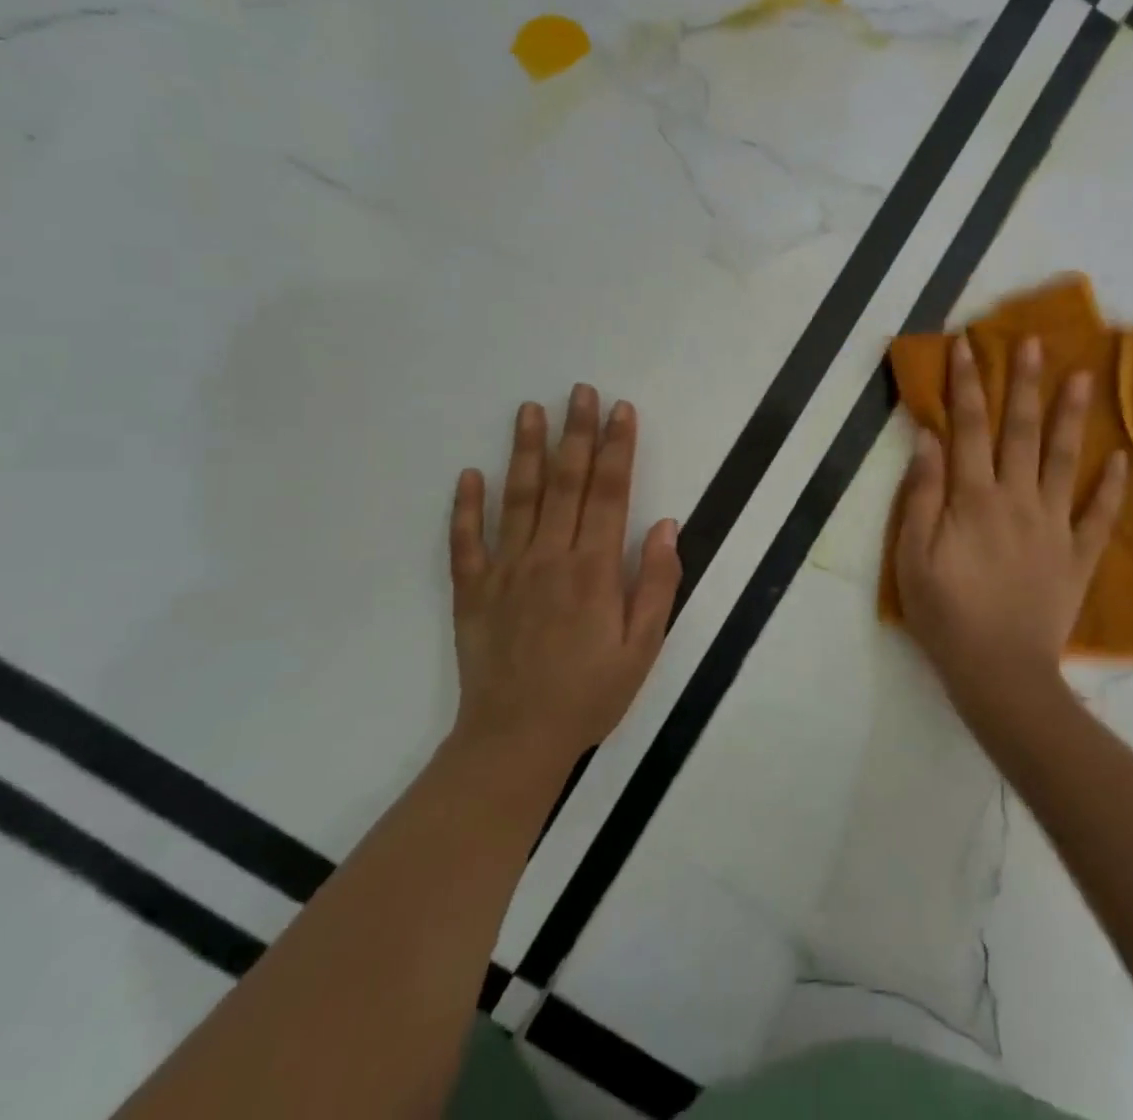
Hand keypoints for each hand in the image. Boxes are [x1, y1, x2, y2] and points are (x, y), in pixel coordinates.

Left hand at [448, 385, 681, 773]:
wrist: (515, 741)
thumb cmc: (590, 694)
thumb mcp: (644, 647)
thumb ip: (656, 583)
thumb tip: (666, 525)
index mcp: (595, 569)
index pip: (611, 493)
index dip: (618, 448)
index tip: (621, 410)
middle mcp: (550, 557)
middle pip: (566, 482)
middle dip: (576, 433)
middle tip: (580, 391)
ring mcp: (506, 571)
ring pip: (517, 498)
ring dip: (525, 451)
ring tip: (529, 410)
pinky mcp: (473, 591)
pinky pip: (466, 541)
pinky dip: (466, 506)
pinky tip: (469, 474)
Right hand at [895, 336, 1125, 726]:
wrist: (999, 674)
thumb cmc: (945, 615)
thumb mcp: (912, 557)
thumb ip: (920, 495)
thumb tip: (929, 439)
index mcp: (973, 498)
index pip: (968, 427)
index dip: (967, 384)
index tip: (967, 345)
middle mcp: (1017, 499)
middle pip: (1021, 431)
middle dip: (1024, 383)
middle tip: (1034, 342)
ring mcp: (1054, 526)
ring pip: (1065, 460)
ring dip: (1073, 416)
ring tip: (1084, 377)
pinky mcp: (1078, 555)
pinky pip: (1100, 516)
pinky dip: (1113, 487)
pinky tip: (1125, 459)